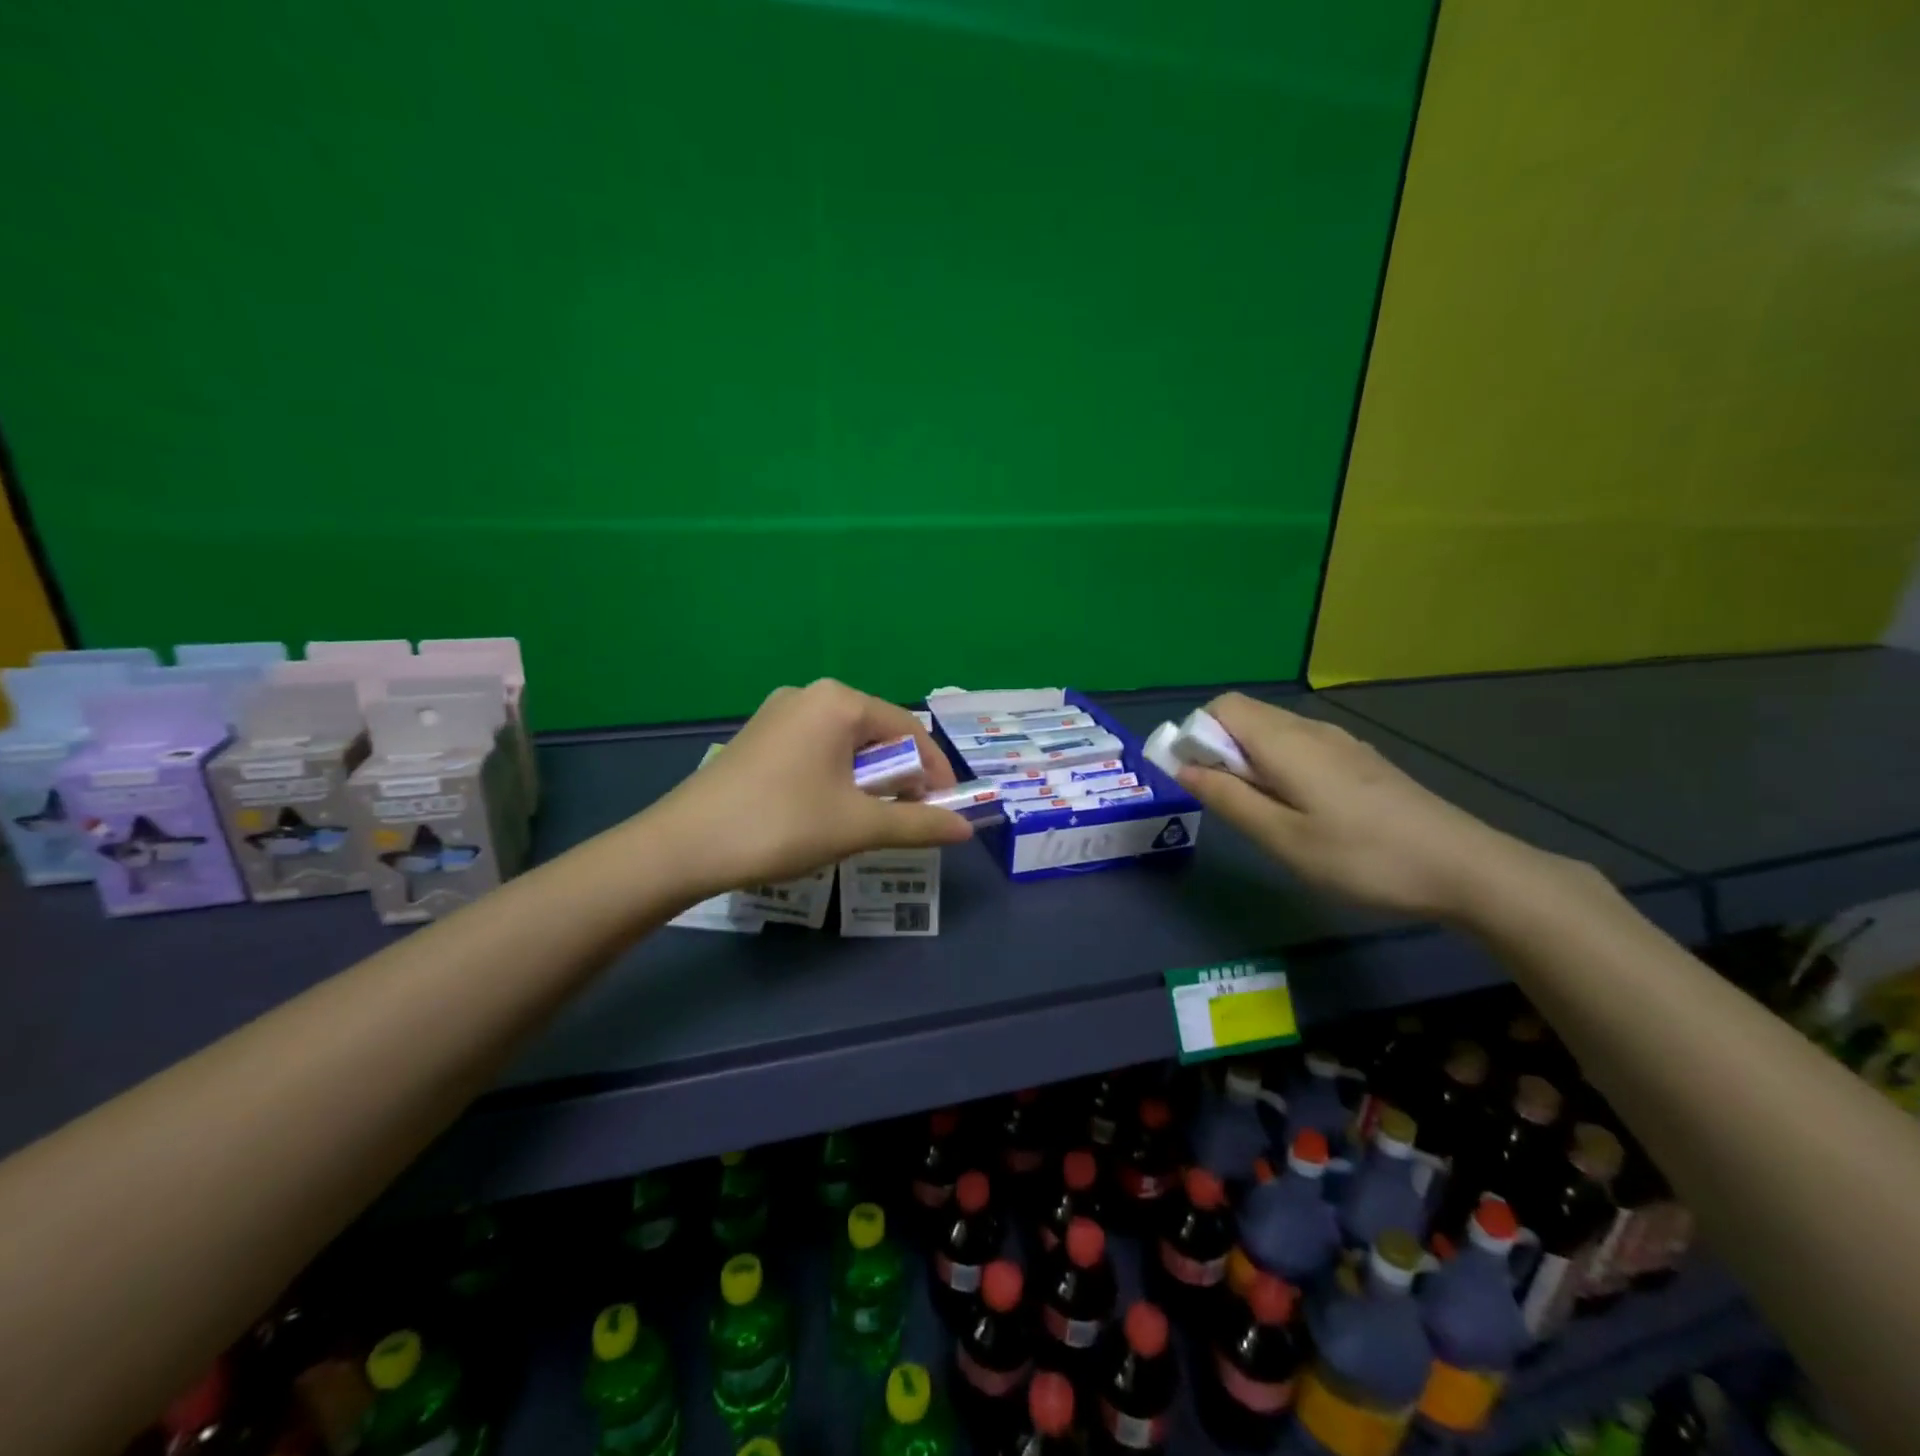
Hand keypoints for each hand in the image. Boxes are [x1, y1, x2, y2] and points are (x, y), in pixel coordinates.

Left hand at [644, 679, 974, 899]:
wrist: (683, 846)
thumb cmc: (782, 824)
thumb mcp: (858, 826)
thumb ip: (918, 824)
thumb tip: (966, 830)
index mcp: (839, 701)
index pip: (909, 730)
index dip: (934, 772)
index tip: (947, 810)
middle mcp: (810, 695)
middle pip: (877, 733)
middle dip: (901, 776)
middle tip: (911, 817)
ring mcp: (779, 713)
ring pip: (846, 743)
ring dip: (870, 780)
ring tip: (873, 819)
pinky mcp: (759, 736)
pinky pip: (817, 749)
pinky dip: (838, 776)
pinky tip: (831, 809)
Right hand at [1174, 693, 1554, 920]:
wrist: (1464, 868)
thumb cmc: (1361, 857)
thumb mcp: (1281, 838)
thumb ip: (1227, 798)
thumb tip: (1182, 767)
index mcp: (1286, 741)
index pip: (1222, 707)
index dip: (1197, 734)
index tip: (1199, 779)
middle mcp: (1311, 729)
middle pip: (1246, 715)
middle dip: (1220, 749)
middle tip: (1231, 803)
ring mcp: (1341, 742)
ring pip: (1274, 732)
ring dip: (1251, 760)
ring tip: (1266, 813)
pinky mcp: (1360, 760)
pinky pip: (1301, 746)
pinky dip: (1280, 765)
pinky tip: (1304, 811)